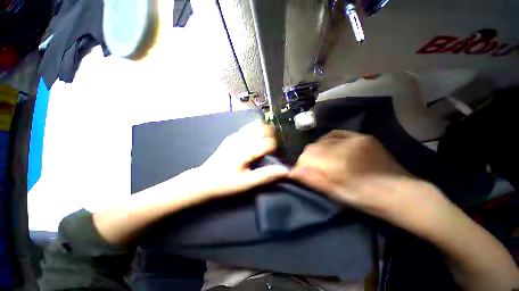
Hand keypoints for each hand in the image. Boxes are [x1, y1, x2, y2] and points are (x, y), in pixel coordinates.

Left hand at [190, 120, 288, 199]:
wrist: (203, 180)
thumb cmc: (225, 183)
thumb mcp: (246, 183)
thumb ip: (266, 175)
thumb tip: (285, 171)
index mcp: (245, 151)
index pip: (268, 142)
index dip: (276, 148)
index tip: (276, 155)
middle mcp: (240, 139)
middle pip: (263, 129)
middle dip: (272, 136)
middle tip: (273, 148)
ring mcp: (235, 136)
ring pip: (255, 125)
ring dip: (264, 130)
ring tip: (266, 142)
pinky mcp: (231, 137)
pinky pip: (247, 127)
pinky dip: (256, 129)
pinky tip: (256, 139)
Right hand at [288, 130, 441, 223]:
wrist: (400, 193)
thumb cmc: (365, 199)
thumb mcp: (336, 194)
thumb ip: (312, 180)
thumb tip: (292, 172)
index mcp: (337, 165)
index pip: (305, 158)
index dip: (300, 166)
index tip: (302, 173)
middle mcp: (343, 148)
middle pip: (311, 148)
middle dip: (308, 159)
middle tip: (315, 169)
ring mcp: (354, 140)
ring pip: (322, 141)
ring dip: (318, 150)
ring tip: (325, 160)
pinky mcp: (362, 137)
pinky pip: (336, 133)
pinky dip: (329, 140)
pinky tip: (332, 148)